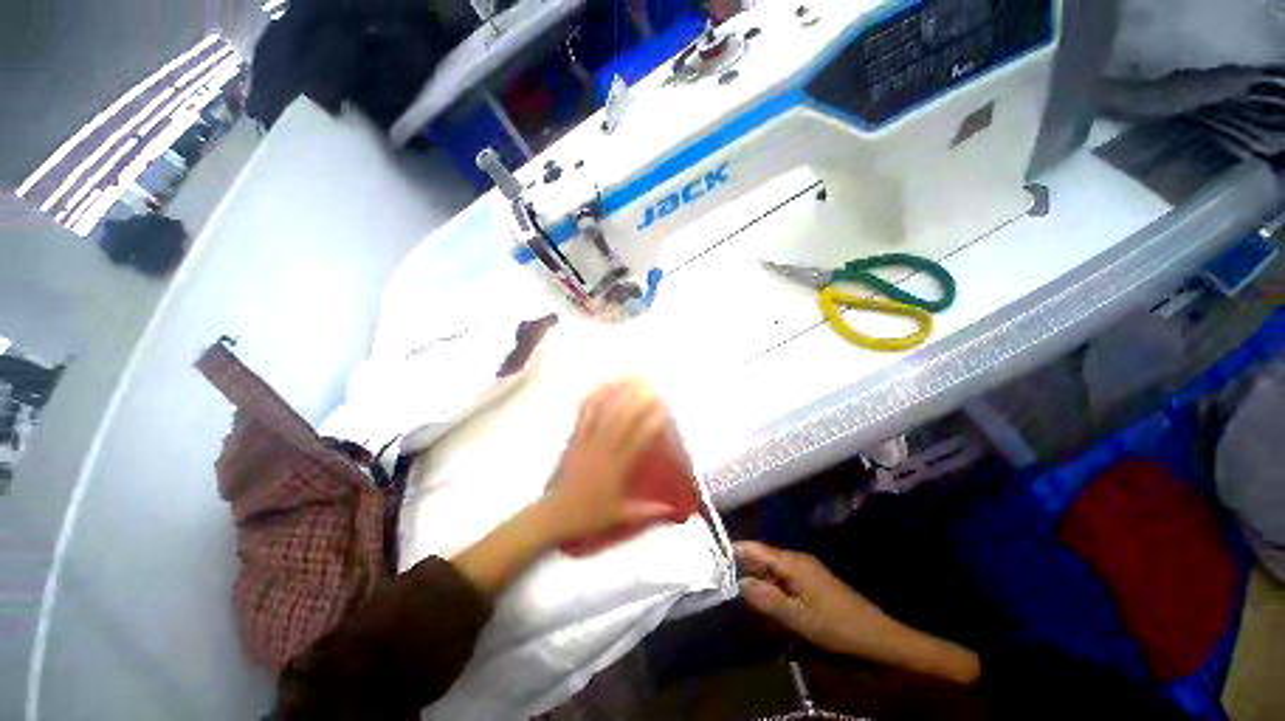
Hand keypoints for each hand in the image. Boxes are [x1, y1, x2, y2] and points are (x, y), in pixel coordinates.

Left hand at [542, 379, 674, 542]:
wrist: (556, 514)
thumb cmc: (590, 515)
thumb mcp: (622, 516)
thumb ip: (648, 511)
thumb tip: (672, 508)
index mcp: (616, 467)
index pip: (637, 439)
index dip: (651, 421)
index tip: (663, 406)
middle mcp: (603, 449)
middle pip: (621, 419)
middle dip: (636, 399)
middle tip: (649, 383)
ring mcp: (587, 442)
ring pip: (603, 413)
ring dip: (616, 394)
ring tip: (627, 378)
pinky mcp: (575, 440)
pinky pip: (584, 416)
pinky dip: (592, 400)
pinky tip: (599, 387)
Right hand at [736, 541, 897, 657]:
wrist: (876, 635)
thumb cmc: (835, 626)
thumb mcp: (798, 618)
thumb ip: (766, 599)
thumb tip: (740, 583)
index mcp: (792, 563)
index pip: (755, 549)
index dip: (734, 552)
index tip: (715, 559)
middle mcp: (796, 559)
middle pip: (762, 555)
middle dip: (743, 565)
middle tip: (723, 579)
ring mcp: (806, 568)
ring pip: (772, 566)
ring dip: (756, 576)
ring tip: (738, 590)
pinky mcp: (812, 580)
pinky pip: (783, 576)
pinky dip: (770, 583)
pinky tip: (765, 598)